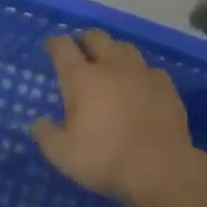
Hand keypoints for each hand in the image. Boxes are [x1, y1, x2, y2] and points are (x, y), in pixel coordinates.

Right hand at [33, 30, 193, 204]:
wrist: (160, 168)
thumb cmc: (104, 158)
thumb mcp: (62, 154)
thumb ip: (46, 135)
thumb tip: (40, 123)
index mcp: (82, 78)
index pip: (63, 47)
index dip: (55, 44)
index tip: (51, 48)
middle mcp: (112, 66)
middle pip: (96, 37)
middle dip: (85, 42)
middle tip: (81, 55)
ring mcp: (142, 73)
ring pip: (125, 48)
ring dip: (113, 53)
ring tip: (110, 68)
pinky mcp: (166, 86)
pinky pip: (150, 70)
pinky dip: (140, 74)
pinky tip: (140, 87)